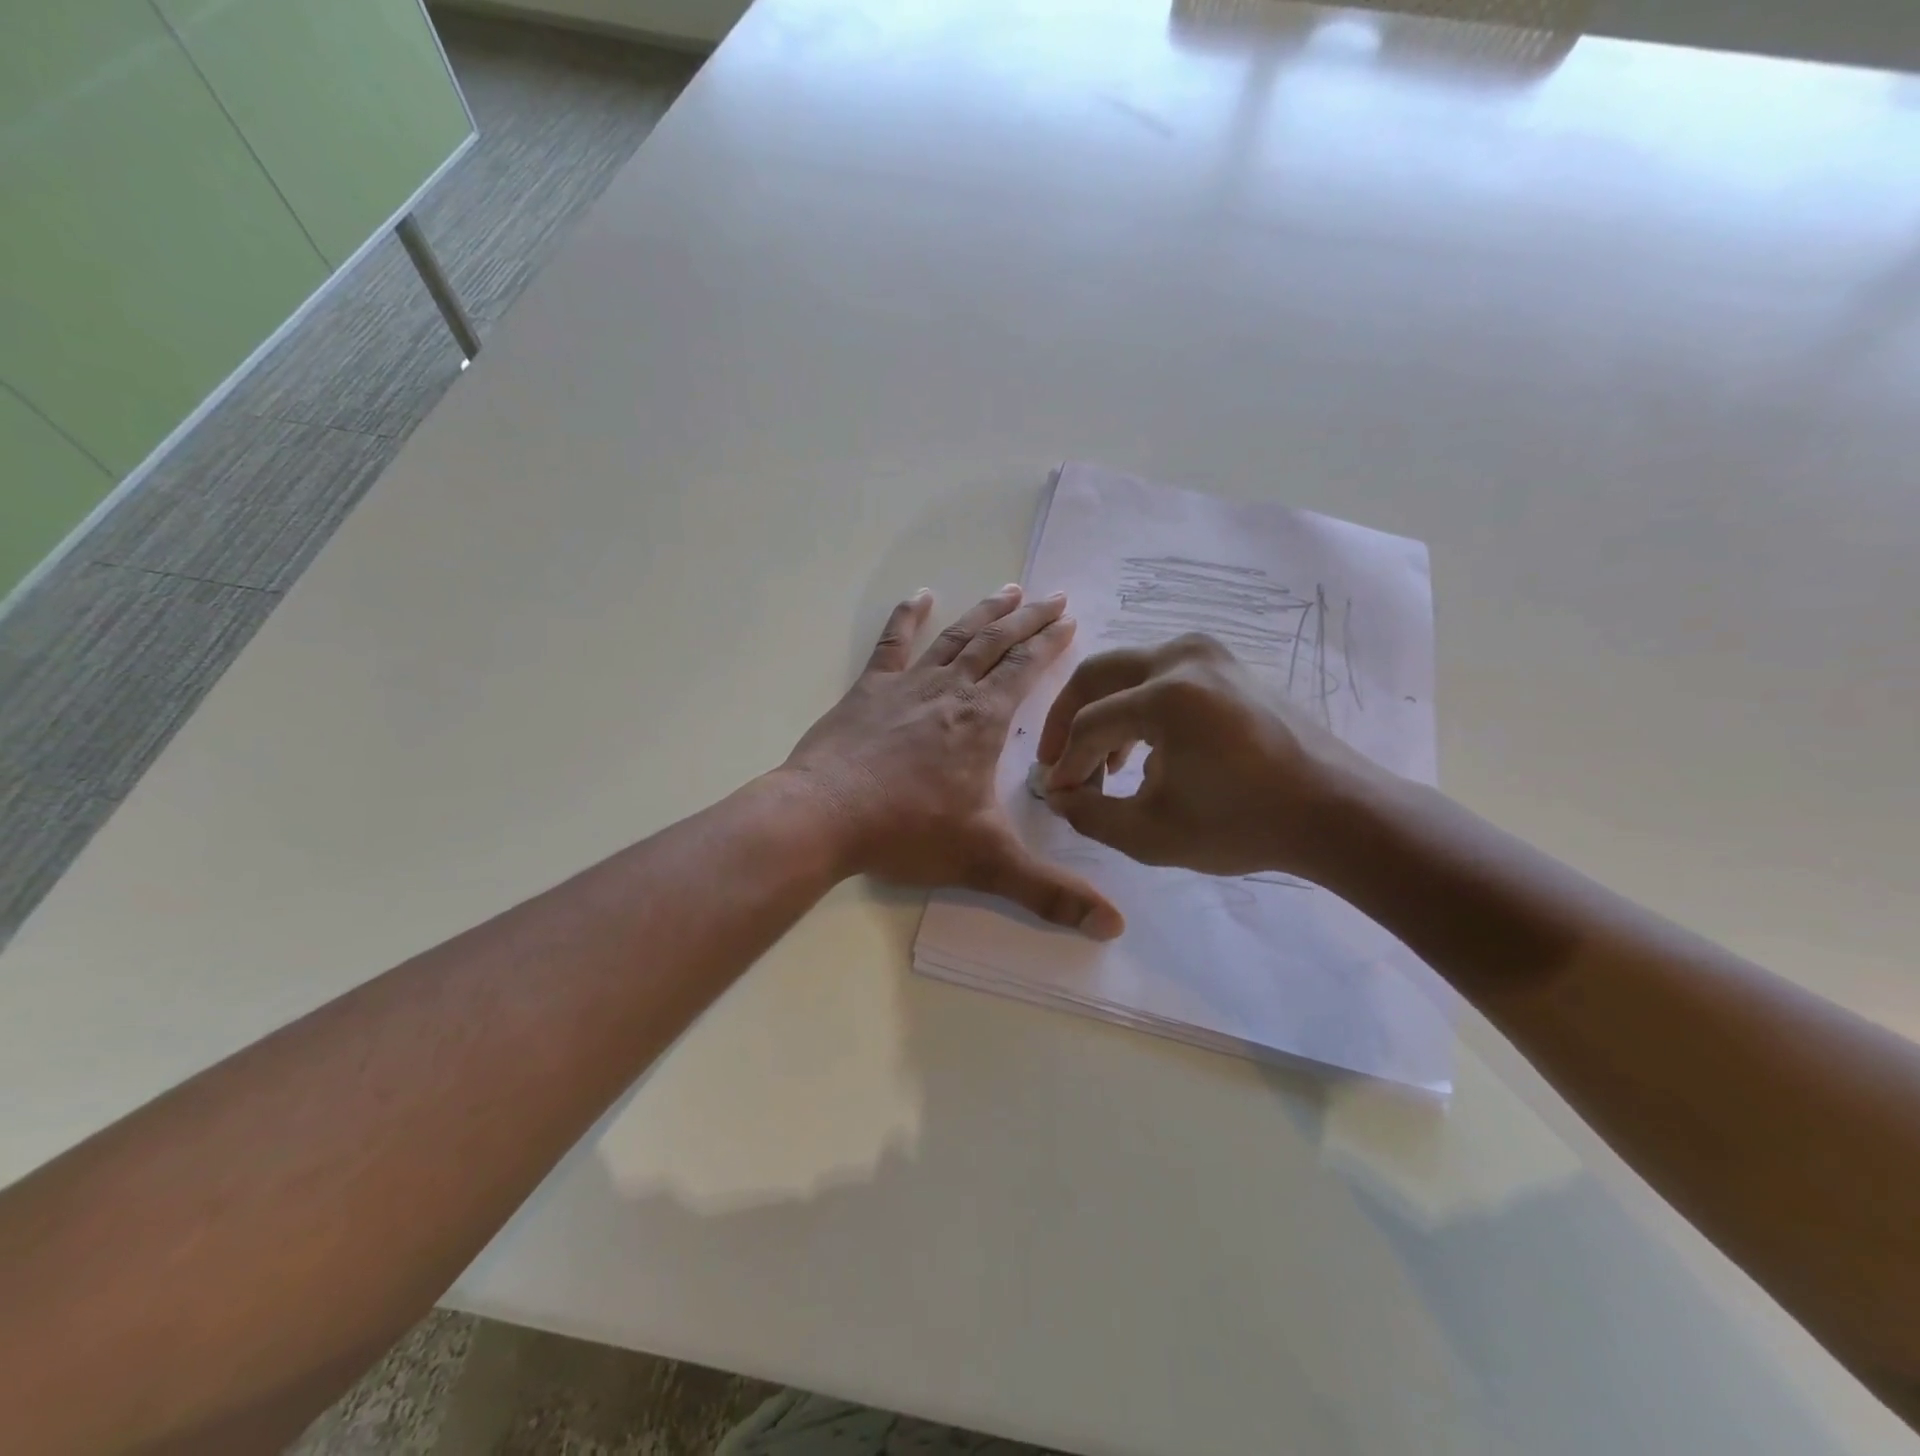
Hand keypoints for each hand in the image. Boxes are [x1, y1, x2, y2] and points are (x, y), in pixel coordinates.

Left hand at [783, 585, 1124, 938]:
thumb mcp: (986, 862)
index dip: (1050, 644)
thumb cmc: (906, 832)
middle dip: (1028, 619)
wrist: (823, 817)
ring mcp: (907, 686)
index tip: (1070, 620)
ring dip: (984, 613)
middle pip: (996, 644)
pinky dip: (907, 617)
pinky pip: (892, 644)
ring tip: (1008, 590)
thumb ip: (1050, 894)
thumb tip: (1114, 927)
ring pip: (955, 638)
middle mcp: (951, 692)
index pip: (1025, 671)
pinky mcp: (869, 690)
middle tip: (1053, 596)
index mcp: (981, 722)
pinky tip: (919, 596)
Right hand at [1036, 633, 1385, 878]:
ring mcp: (1210, 654)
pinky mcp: (1227, 664)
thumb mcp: (1151, 834)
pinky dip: (1139, 707)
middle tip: (1056, 761)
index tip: (1057, 795)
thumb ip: (1090, 815)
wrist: (1335, 812)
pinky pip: (1162, 675)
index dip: (1065, 763)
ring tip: (1102, 766)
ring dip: (1104, 714)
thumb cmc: (1243, 825)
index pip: (1090, 724)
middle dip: (1068, 719)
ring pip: (1129, 673)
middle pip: (1098, 675)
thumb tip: (1058, 795)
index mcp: (1166, 694)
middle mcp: (1184, 657)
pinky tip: (1142, 752)